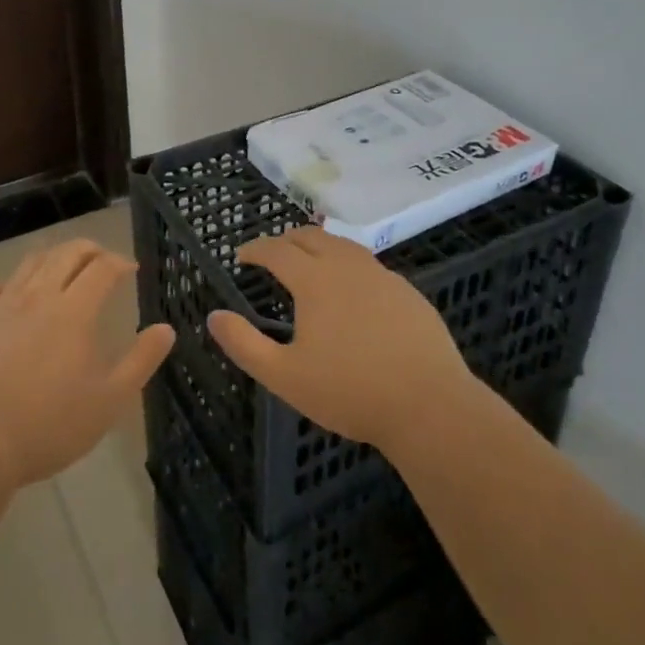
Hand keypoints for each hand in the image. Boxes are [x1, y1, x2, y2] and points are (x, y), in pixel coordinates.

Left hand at [0, 240, 174, 487]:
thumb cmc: (49, 424)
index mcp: (74, 311)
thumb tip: (166, 329)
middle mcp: (38, 296)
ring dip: (53, 256)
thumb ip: (140, 361)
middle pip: (66, 253)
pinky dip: (12, 282)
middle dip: (89, 249)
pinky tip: (15, 292)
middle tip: (102, 260)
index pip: (102, 268)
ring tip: (64, 267)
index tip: (131, 270)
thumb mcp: (109, 401)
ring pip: (30, 262)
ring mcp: (2, 306)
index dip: (119, 262)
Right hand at [208, 227, 472, 451]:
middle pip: (310, 237)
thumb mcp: (285, 376)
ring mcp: (382, 276)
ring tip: (309, 261)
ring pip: (343, 245)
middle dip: (285, 240)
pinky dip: (348, 265)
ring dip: (319, 246)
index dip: (255, 249)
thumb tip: (214, 316)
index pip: (276, 250)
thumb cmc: (350, 391)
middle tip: (271, 254)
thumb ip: (244, 345)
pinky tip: (352, 290)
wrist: (430, 407)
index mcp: (315, 280)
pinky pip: (369, 265)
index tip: (241, 256)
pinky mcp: (408, 292)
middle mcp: (347, 266)